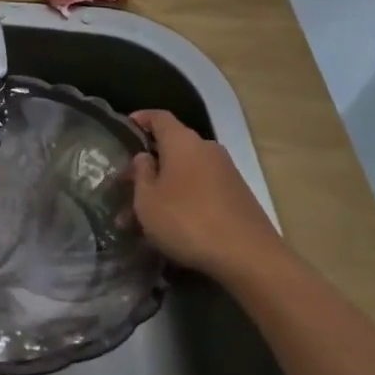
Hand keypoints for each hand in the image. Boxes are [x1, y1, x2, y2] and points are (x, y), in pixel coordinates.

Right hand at [130, 109, 285, 283]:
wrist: (250, 257)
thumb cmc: (188, 220)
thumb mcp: (148, 200)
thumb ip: (141, 174)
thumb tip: (145, 157)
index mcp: (183, 142)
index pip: (159, 117)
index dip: (141, 119)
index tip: (126, 127)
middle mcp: (206, 150)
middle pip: (171, 149)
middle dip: (147, 168)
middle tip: (124, 188)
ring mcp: (226, 173)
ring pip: (184, 174)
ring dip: (162, 190)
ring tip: (140, 219)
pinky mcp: (237, 197)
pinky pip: (200, 190)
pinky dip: (182, 201)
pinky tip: (169, 228)